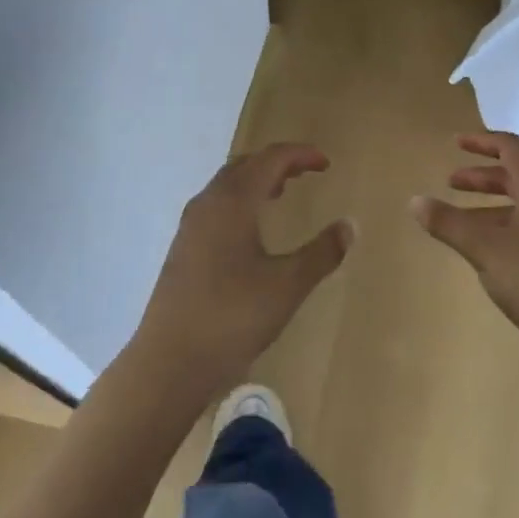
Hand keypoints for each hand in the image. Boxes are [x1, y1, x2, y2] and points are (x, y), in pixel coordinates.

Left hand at [132, 143, 353, 395]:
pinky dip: (240, 201)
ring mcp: (190, 227)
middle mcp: (208, 204)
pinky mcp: (183, 249)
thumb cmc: (233, 317)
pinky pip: (216, 206)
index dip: (300, 155)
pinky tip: (251, 230)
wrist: (169, 362)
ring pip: (226, 185)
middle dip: (277, 162)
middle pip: (245, 165)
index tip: (326, 163)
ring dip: (256, 180)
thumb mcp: (287, 285)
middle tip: (306, 172)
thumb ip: (322, 253)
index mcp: (233, 202)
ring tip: (281, 192)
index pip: (270, 159)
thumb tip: (349, 226)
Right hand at [412, 133, 518, 371]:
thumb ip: (449, 223)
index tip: (455, 143)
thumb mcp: (485, 249)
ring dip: (489, 205)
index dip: (483, 141)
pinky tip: (484, 252)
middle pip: (516, 175)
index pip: (511, 148)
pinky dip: (501, 228)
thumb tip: (415, 201)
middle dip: (482, 176)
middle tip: (450, 183)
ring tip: (459, 220)